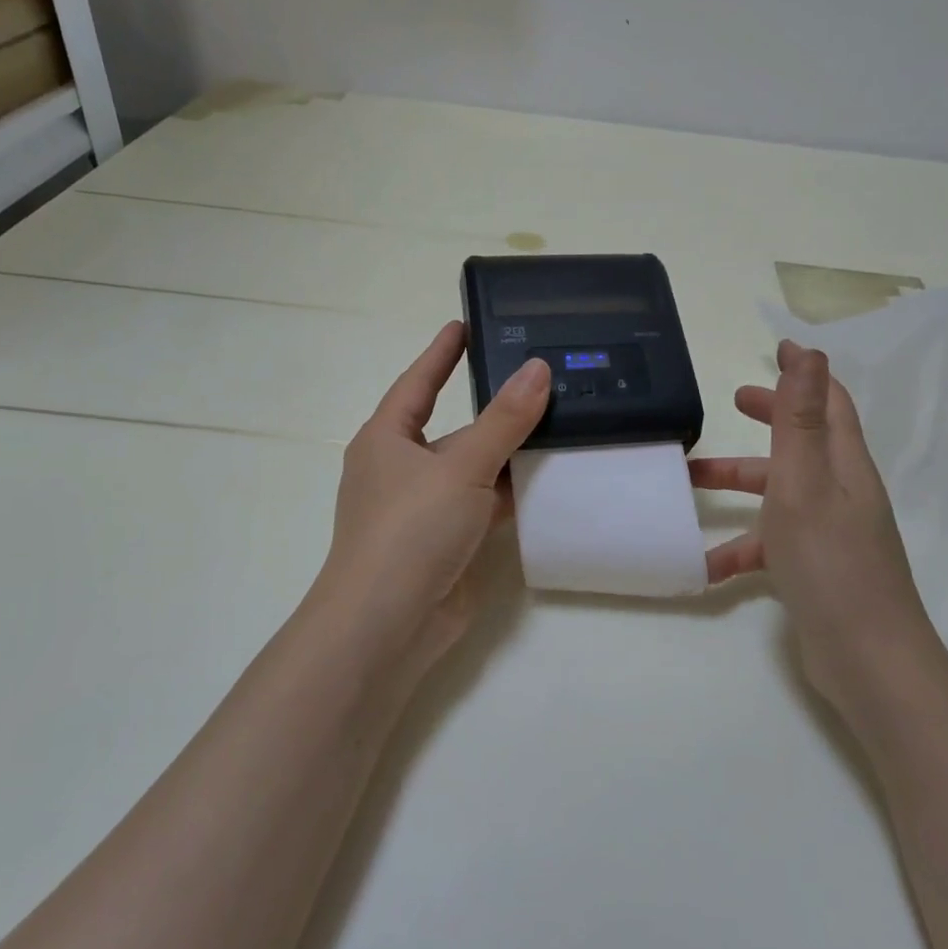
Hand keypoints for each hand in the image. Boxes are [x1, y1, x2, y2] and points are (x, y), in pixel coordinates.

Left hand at [311, 321, 549, 670]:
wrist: (389, 624)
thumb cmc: (410, 529)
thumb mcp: (460, 466)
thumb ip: (504, 420)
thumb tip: (538, 369)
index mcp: (387, 439)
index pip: (418, 382)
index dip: (442, 352)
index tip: (465, 323)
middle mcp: (403, 468)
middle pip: (453, 426)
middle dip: (493, 407)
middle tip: (539, 376)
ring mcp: (426, 508)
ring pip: (475, 468)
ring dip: (510, 452)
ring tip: (561, 421)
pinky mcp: (449, 541)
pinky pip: (486, 504)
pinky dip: (514, 492)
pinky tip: (552, 478)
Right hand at [690, 341, 942, 709]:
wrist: (868, 661)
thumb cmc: (831, 564)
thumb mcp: (805, 485)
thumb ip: (800, 421)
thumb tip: (811, 353)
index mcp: (843, 465)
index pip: (828, 404)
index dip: (805, 374)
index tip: (778, 349)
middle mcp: (841, 492)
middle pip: (803, 442)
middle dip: (770, 419)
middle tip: (734, 404)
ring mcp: (831, 533)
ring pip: (780, 493)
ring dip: (739, 483)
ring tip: (689, 483)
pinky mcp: (816, 569)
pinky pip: (772, 544)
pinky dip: (740, 547)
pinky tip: (702, 567)